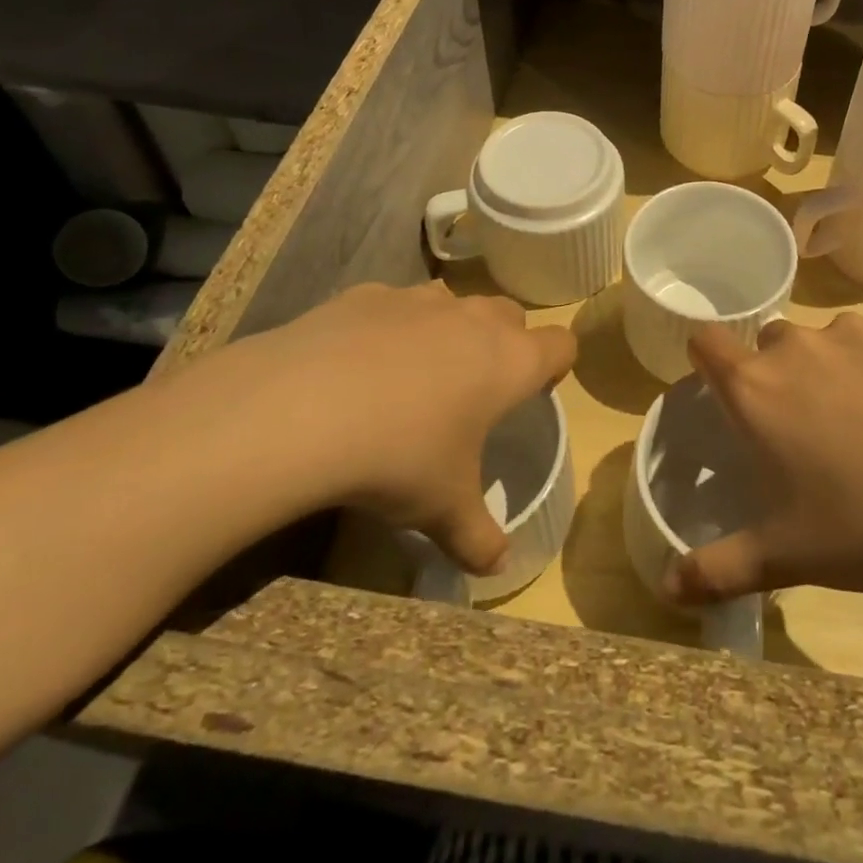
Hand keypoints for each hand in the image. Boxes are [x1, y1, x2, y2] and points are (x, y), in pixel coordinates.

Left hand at [178, 282, 574, 574]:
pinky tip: (357, 363)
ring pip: (453, 301)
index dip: (556, 365)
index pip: (561, 344)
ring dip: (449, 328)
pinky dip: (389, 326)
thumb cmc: (398, 459)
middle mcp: (472, 320)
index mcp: (509, 362)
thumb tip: (500, 567)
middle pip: (510, 314)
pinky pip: (393, 303)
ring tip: (418, 372)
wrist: (302, 410)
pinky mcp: (366, 294)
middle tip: (478, 387)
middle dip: (504, 342)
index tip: (536, 390)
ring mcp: (418, 300)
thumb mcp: (442, 510)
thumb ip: (479, 538)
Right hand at [670, 314, 862, 605]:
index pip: (705, 340)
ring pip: (826, 341)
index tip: (725, 390)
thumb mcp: (786, 556)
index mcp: (756, 388)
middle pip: (769, 344)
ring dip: (833, 370)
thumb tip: (667, 592)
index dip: (708, 359)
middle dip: (779, 376)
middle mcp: (797, 346)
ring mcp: (855, 333)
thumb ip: (718, 570)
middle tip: (808, 428)